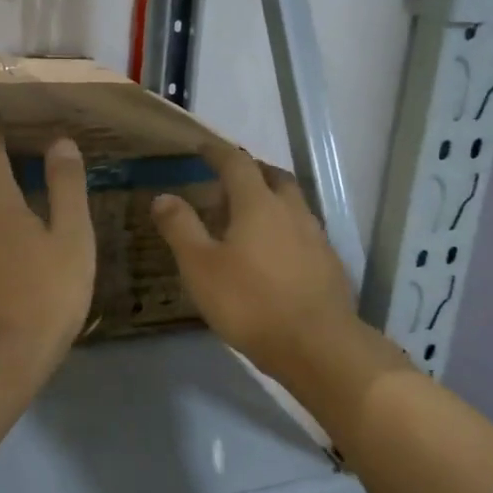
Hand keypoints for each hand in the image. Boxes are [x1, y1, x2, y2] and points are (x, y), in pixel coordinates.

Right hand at [150, 143, 361, 385]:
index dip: (218, 152)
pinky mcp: (328, 263)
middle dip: (251, 171)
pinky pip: (303, 231)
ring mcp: (315, 237)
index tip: (203, 147)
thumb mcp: (200, 267)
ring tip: (249, 217)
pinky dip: (285, 228)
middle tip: (229, 181)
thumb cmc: (249, 302)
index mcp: (258, 204)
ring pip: (292, 203)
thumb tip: (163, 196)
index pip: (237, 163)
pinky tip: (275, 253)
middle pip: (273, 176)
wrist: (315, 345)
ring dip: (271, 199)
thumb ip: (181, 228)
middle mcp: (291, 211)